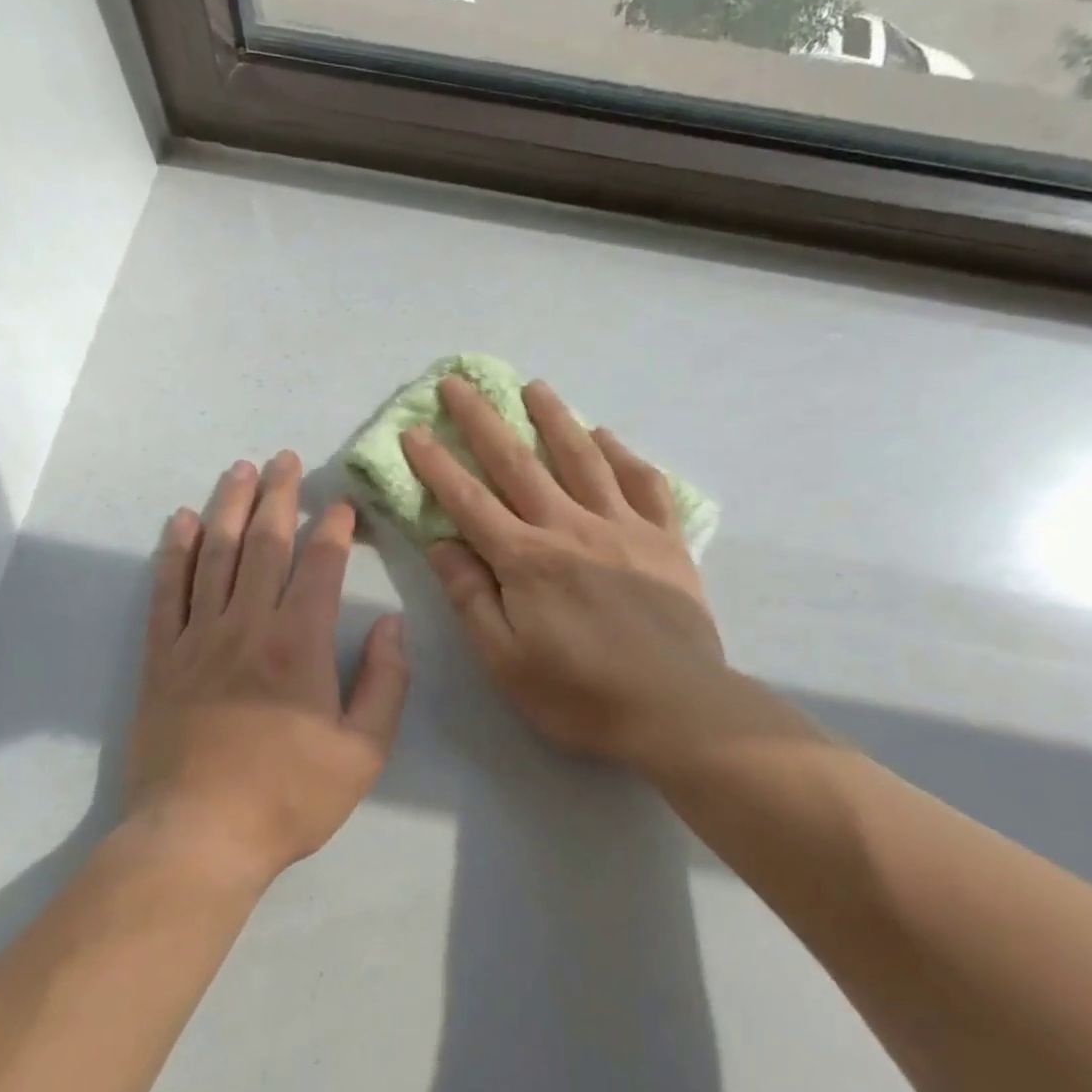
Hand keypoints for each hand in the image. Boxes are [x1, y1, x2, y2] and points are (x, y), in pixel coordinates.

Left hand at [125, 452, 409, 890]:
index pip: (320, 565)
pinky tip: (183, 522)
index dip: (334, 529)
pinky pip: (168, 591)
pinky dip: (175, 552)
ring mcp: (199, 637)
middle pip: (264, 543)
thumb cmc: (289, 797)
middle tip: (285, 460)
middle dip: (278, 496)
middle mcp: (248, 625)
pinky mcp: (163, 658)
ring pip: (215, 555)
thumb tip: (394, 626)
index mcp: (300, 643)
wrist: (198, 837)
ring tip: (240, 470)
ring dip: (229, 507)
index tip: (343, 505)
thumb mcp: (363, 752)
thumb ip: (385, 683)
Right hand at [401, 377, 739, 783]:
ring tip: (534, 386)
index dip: (437, 465)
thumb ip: (472, 598)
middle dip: (483, 420)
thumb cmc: (580, 695)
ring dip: (554, 418)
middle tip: (460, 382)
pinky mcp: (664, 540)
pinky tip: (606, 436)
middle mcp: (571, 528)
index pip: (469, 502)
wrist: (677, 710)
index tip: (414, 431)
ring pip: (582, 458)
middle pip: (519, 463)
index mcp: (527, 560)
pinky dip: (622, 454)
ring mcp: (622, 528)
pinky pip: (642, 483)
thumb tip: (442, 543)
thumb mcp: (506, 661)